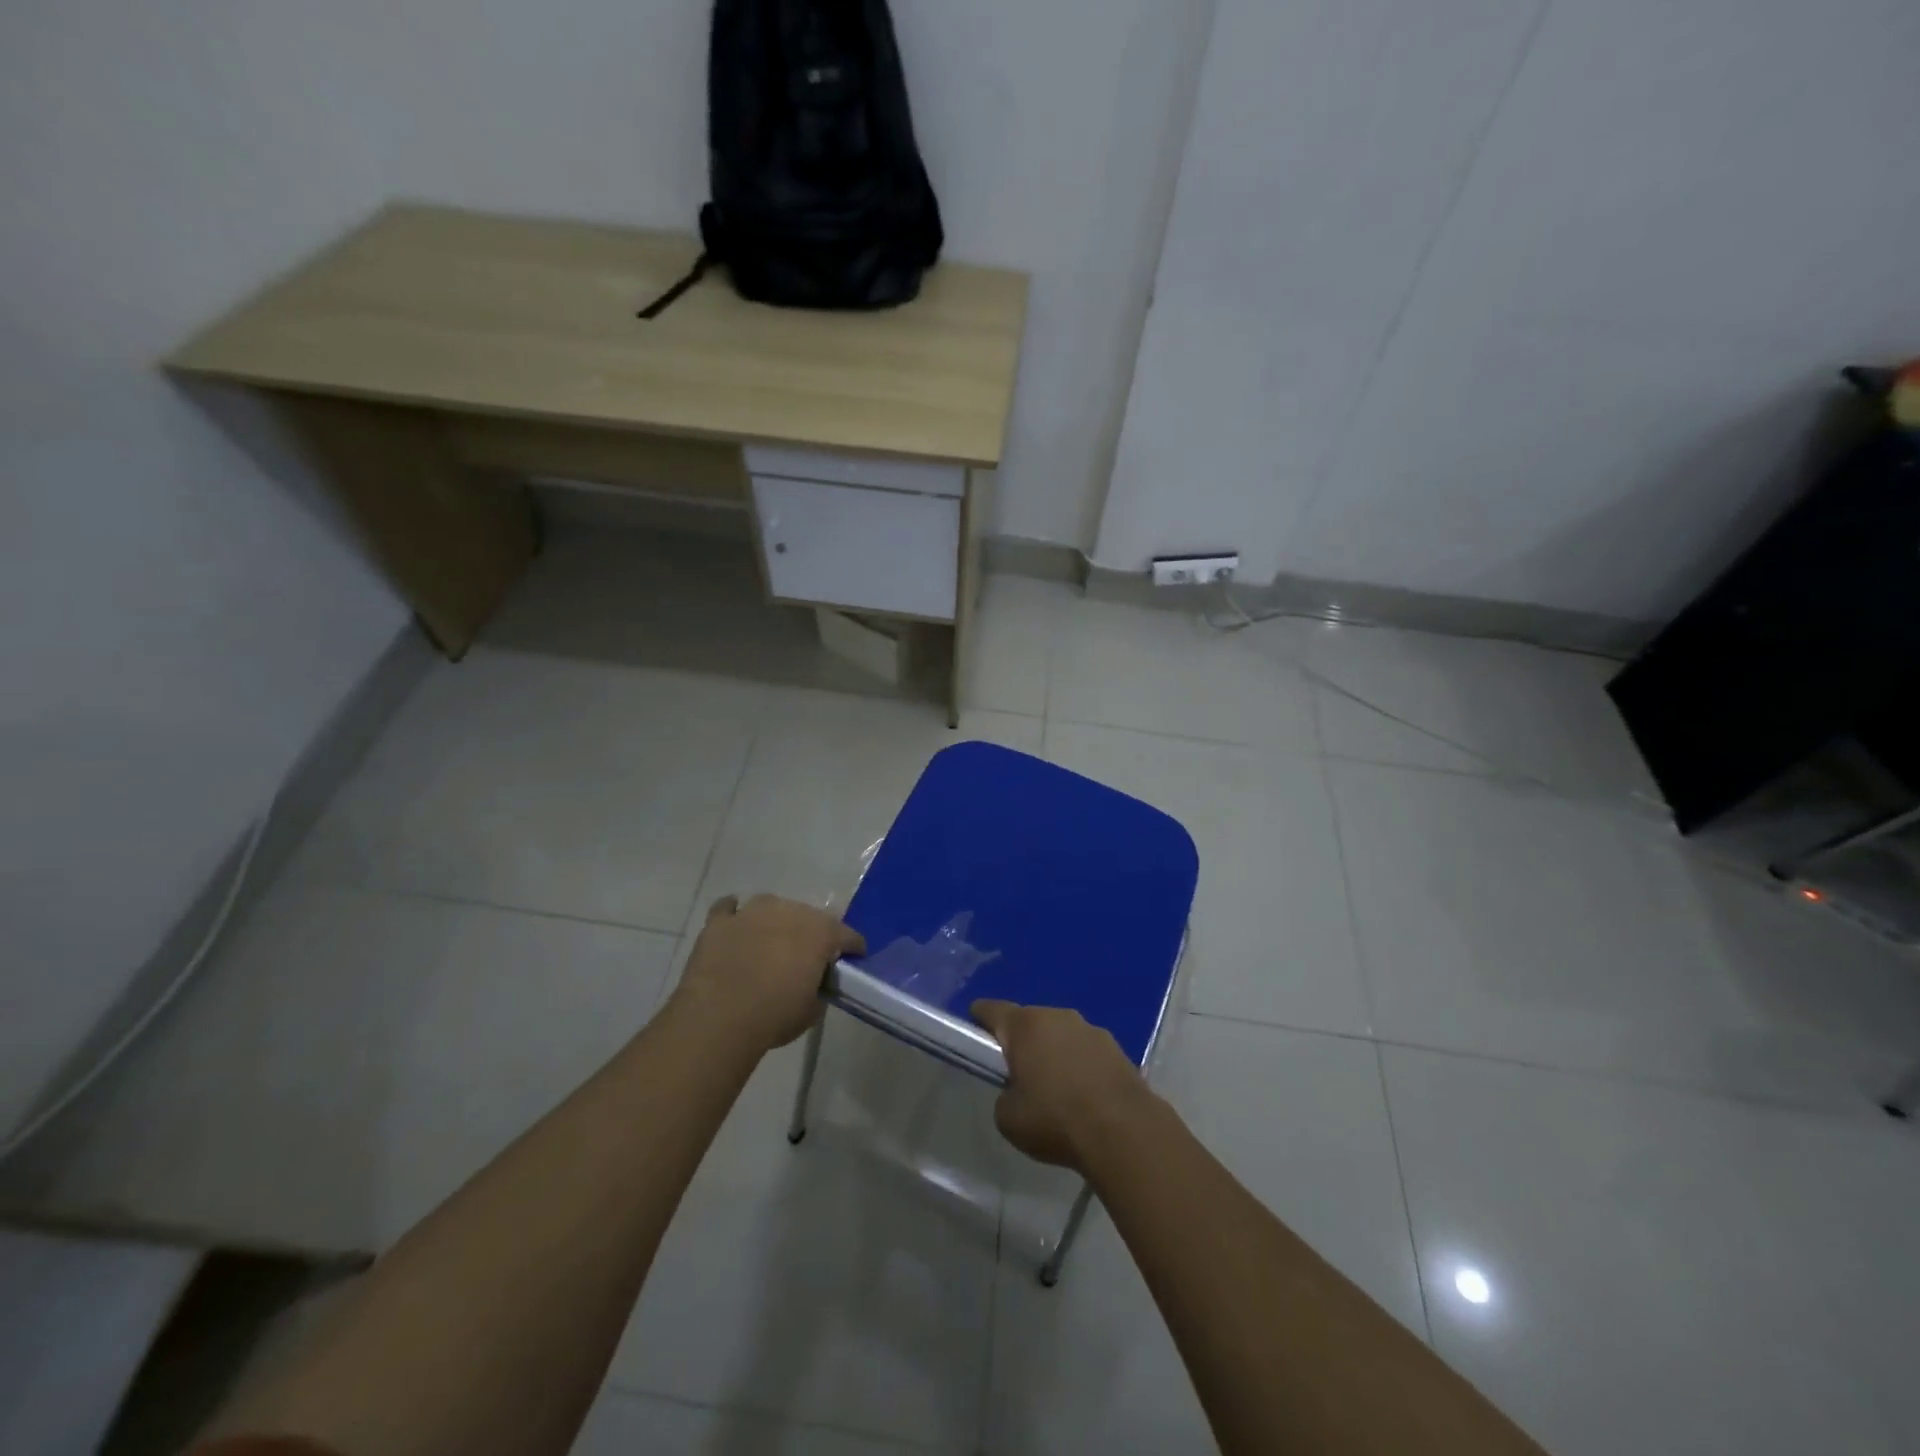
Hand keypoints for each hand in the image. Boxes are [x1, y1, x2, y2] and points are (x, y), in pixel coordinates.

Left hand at [672, 895, 865, 1055]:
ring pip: (770, 906)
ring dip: (774, 921)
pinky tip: (735, 928)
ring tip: (769, 942)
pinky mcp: (719, 921)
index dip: (852, 946)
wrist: (718, 1018)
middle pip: (808, 916)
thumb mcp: (811, 1011)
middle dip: (810, 933)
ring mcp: (751, 911)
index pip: (847, 934)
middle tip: (805, 956)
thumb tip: (812, 984)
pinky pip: (728, 909)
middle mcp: (789, 911)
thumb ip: (817, 990)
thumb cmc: (774, 1016)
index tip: (853, 957)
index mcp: (820, 932)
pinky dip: (734, 916)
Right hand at [971, 1000, 1158, 1174]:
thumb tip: (1016, 1091)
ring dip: (1053, 1051)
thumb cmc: (1055, 1120)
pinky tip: (1084, 1094)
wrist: (1123, 1131)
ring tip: (1056, 1087)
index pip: (992, 1009)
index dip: (979, 1018)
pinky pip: (1085, 1050)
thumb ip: (1004, 1095)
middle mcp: (1056, 1016)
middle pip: (1029, 1021)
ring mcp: (1089, 1028)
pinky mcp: (1115, 1046)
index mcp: (1024, 1026)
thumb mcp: (1008, 1118)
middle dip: (1021, 1041)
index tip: (974, 1031)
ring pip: (1060, 1034)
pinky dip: (1080, 1064)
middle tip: (1018, 1071)